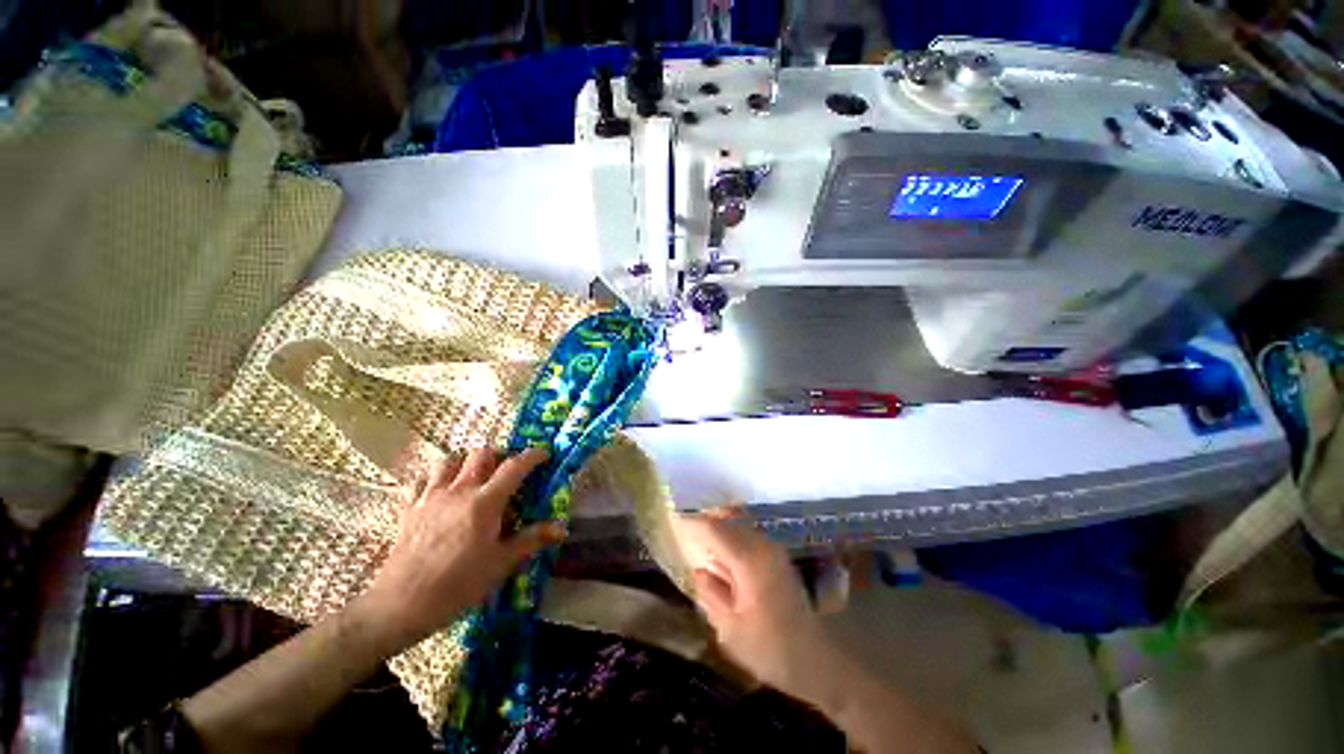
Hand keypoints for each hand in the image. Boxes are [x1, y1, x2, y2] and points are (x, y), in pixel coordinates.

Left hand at [350, 447, 566, 653]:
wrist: (400, 605)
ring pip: (450, 460)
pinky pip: (422, 479)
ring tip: (475, 476)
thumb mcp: (501, 563)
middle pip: (481, 453)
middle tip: (508, 470)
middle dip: (499, 455)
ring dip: (466, 461)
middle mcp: (459, 490)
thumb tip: (562, 528)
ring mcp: (431, 497)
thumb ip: (531, 540)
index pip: (514, 466)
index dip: (533, 455)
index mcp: (485, 502)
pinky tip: (442, 490)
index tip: (545, 454)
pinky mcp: (410, 508)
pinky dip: (435, 477)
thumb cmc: (458, 585)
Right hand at [674, 514, 840, 701]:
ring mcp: (773, 549)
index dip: (692, 523)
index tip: (673, 521)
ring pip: (739, 523)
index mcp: (749, 560)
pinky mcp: (778, 557)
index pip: (713, 528)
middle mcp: (762, 545)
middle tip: (684, 530)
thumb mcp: (731, 629)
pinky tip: (722, 554)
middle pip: (728, 518)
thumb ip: (711, 594)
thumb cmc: (772, 650)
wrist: (820, 659)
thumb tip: (698, 571)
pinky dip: (732, 534)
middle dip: (705, 520)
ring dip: (719, 526)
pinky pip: (749, 533)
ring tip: (700, 541)